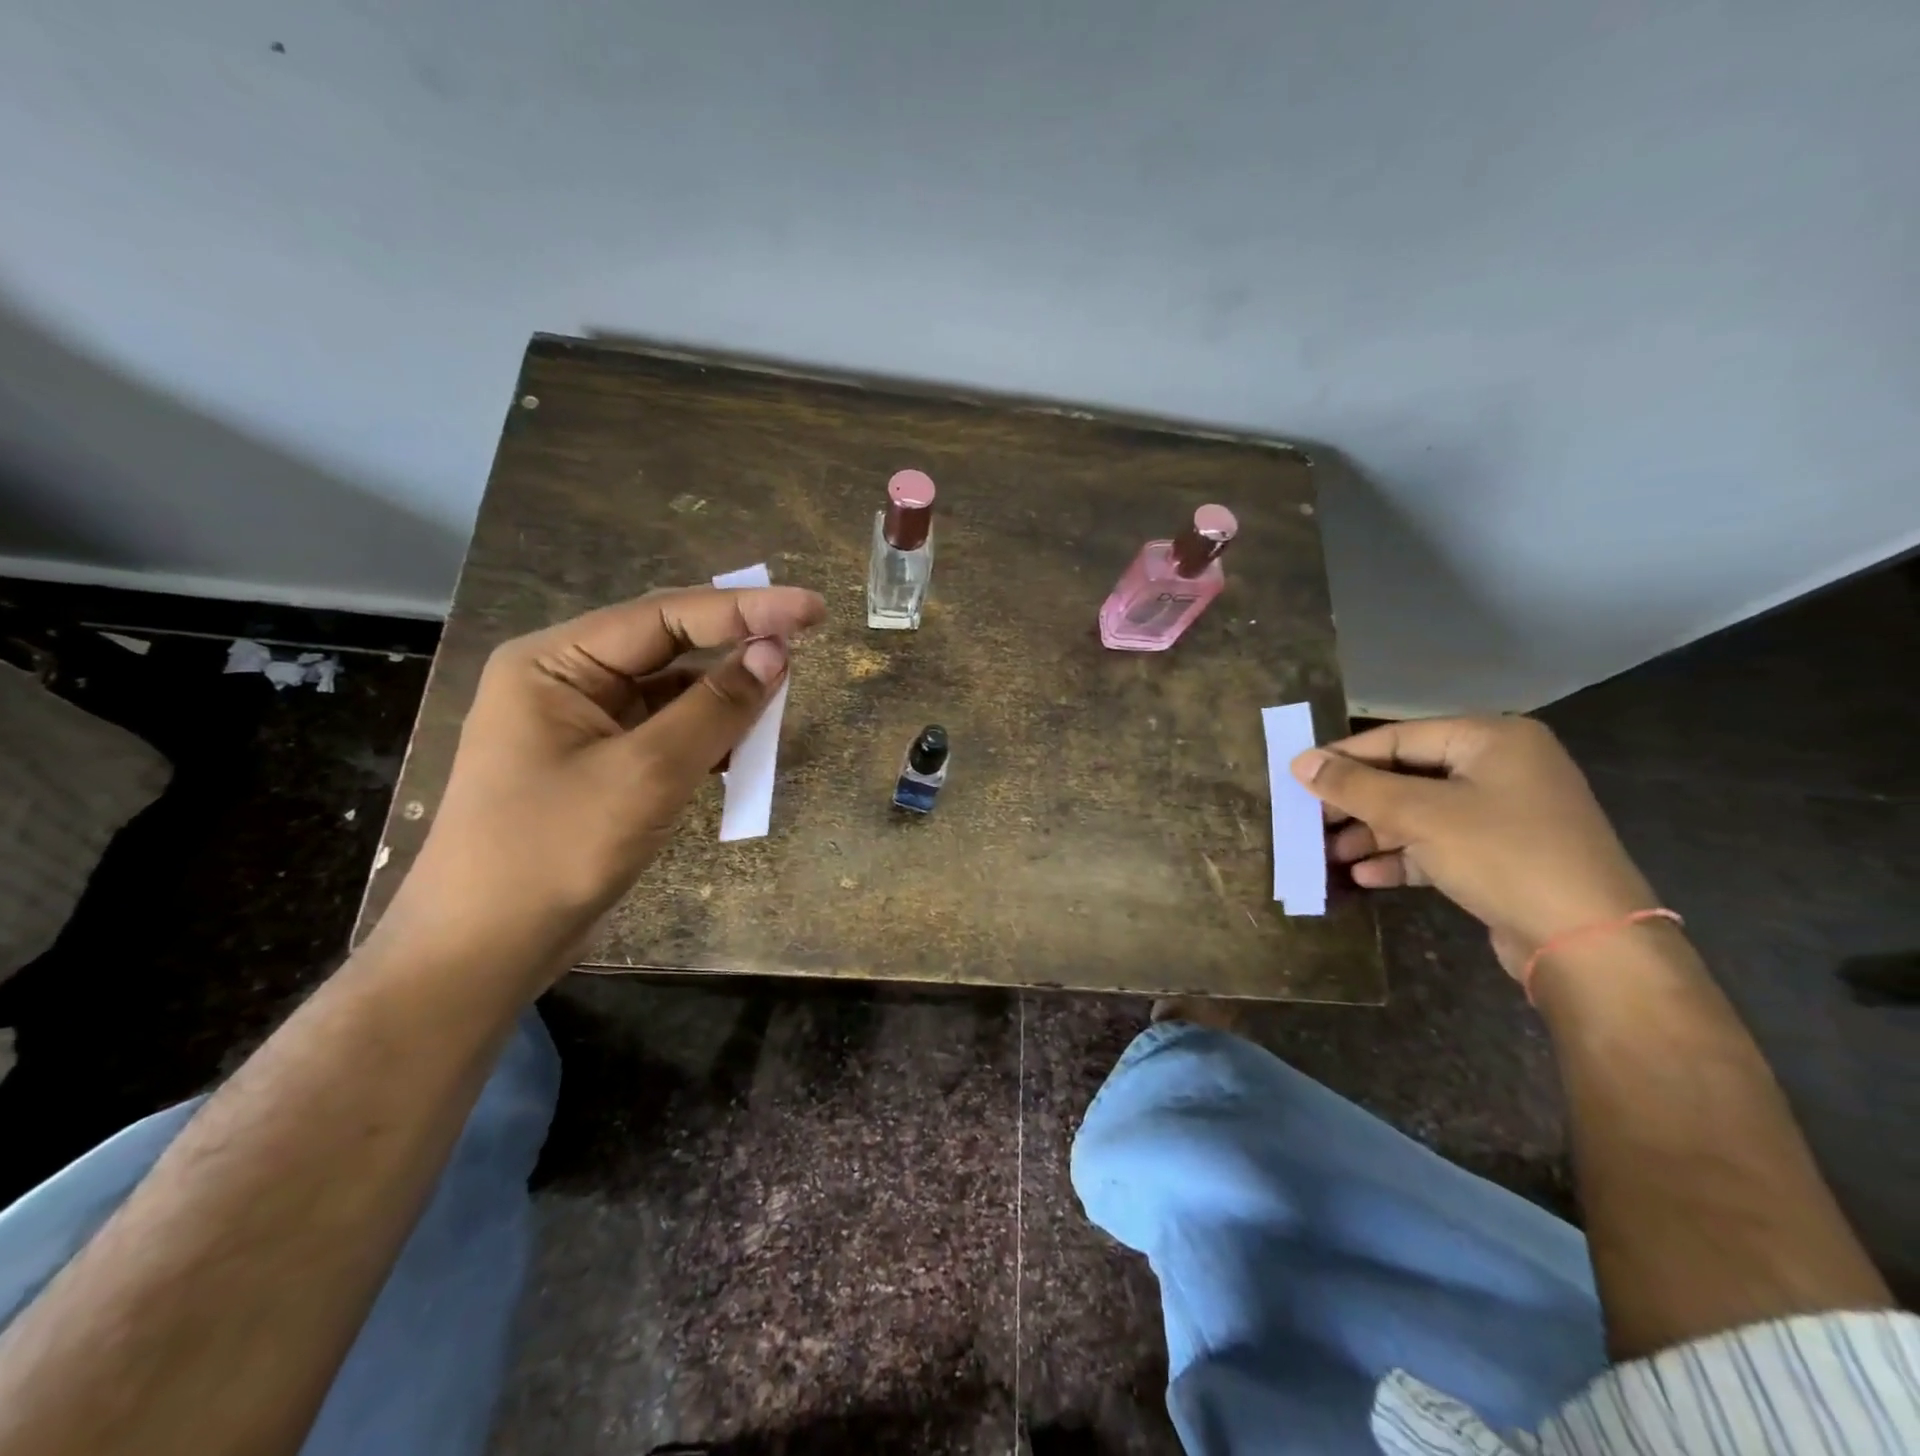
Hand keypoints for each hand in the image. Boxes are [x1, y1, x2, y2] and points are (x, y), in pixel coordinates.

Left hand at [382, 584, 826, 983]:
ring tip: (778, 708)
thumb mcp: (647, 773)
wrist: (484, 950)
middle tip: (804, 645)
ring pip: (673, 695)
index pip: (664, 616)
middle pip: (668, 648)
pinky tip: (742, 753)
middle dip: (735, 650)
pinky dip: (708, 740)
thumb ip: (715, 707)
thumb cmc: (554, 850)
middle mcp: (567, 681)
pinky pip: (667, 735)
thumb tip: (776, 651)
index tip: (813, 609)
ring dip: (725, 702)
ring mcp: (583, 725)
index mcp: (555, 662)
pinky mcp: (601, 766)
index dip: (745, 608)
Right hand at [1290, 716, 1657, 978]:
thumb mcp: (1419, 814)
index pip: (1398, 738)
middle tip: (1311, 821)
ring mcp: (1505, 813)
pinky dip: (1402, 856)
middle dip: (1357, 803)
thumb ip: (1355, 786)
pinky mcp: (1503, 855)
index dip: (1344, 758)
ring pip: (1420, 813)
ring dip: (1373, 834)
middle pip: (1407, 775)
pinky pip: (1439, 844)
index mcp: (1491, 739)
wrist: (1589, 943)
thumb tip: (1300, 762)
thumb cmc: (1502, 854)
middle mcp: (1501, 768)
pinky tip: (1365, 875)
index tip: (1299, 778)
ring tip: (1329, 855)